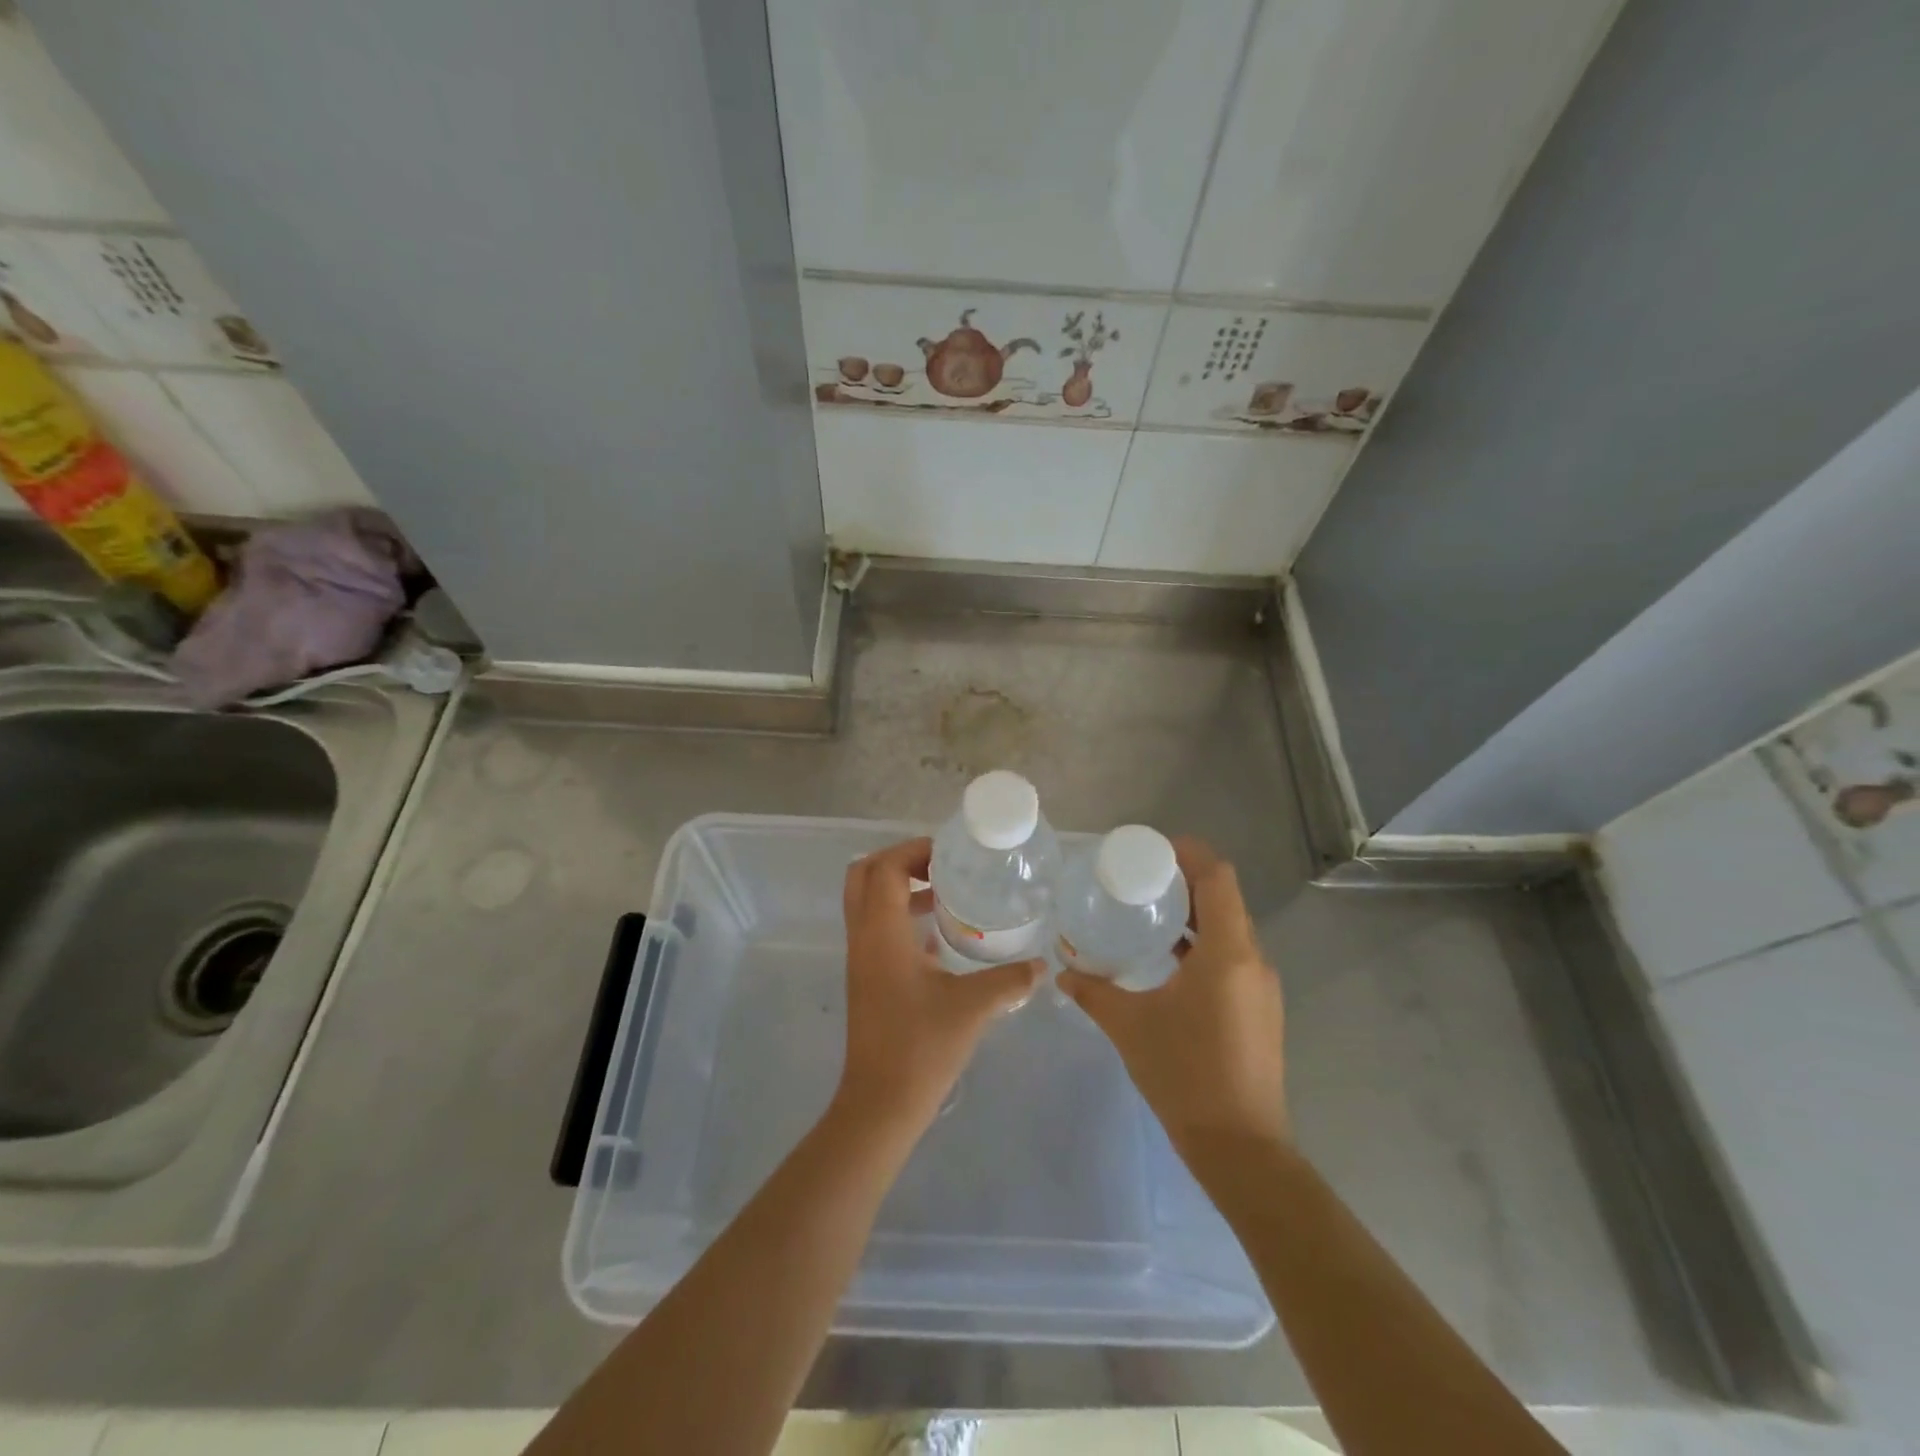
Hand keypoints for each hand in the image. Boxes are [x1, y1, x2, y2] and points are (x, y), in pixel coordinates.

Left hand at [834, 838, 1042, 1134]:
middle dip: (900, 861)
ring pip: (868, 902)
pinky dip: (901, 917)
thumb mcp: (973, 1007)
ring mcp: (861, 959)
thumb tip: (1041, 966)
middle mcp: (863, 938)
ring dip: (900, 888)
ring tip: (945, 894)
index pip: (884, 867)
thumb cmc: (922, 1047)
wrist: (881, 1104)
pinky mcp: (867, 979)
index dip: (913, 851)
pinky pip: (876, 928)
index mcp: (881, 933)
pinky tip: (939, 937)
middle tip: (940, 867)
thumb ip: (1010, 981)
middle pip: (864, 875)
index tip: (949, 855)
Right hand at [1058, 837, 1288, 1159]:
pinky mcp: (1260, 1008)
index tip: (1151, 850)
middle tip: (1140, 878)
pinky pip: (1233, 956)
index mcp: (1227, 952)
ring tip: (1149, 912)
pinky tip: (1169, 959)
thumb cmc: (1184, 1075)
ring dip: (1195, 914)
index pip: (1218, 877)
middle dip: (1186, 880)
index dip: (1189, 854)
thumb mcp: (1129, 1026)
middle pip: (1225, 898)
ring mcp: (1261, 986)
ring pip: (1230, 928)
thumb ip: (1093, 991)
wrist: (1240, 1147)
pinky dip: (1203, 943)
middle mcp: (1253, 960)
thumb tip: (1063, 971)